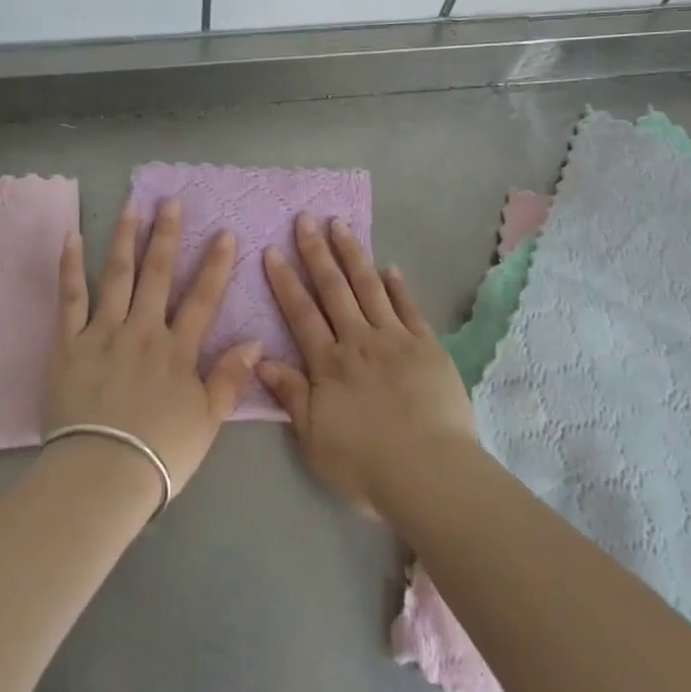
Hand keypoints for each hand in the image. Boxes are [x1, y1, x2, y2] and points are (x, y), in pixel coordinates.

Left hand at [45, 197, 259, 496]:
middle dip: (167, 235)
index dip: (216, 265)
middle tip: (171, 201)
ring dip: (125, 238)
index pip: (202, 298)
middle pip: (157, 275)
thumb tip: (254, 340)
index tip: (225, 232)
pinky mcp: (69, 345)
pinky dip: (70, 268)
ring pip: (117, 276)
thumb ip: (230, 378)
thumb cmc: (160, 453)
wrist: (102, 475)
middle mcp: (142, 331)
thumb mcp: (208, 421)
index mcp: (177, 350)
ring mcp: (103, 334)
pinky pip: (70, 300)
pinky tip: (72, 239)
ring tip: (132, 205)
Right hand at [258, 213, 476, 513]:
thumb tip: (260, 359)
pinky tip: (390, 266)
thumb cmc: (366, 464)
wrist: (430, 473)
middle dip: (316, 252)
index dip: (285, 281)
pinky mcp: (427, 346)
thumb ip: (291, 395)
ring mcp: (395, 339)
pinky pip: (409, 307)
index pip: (301, 313)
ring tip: (340, 225)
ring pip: (369, 287)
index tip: (273, 250)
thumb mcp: (314, 438)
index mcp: (328, 364)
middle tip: (305, 219)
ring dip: (353, 255)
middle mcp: (358, 341)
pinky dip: (398, 285)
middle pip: (333, 289)